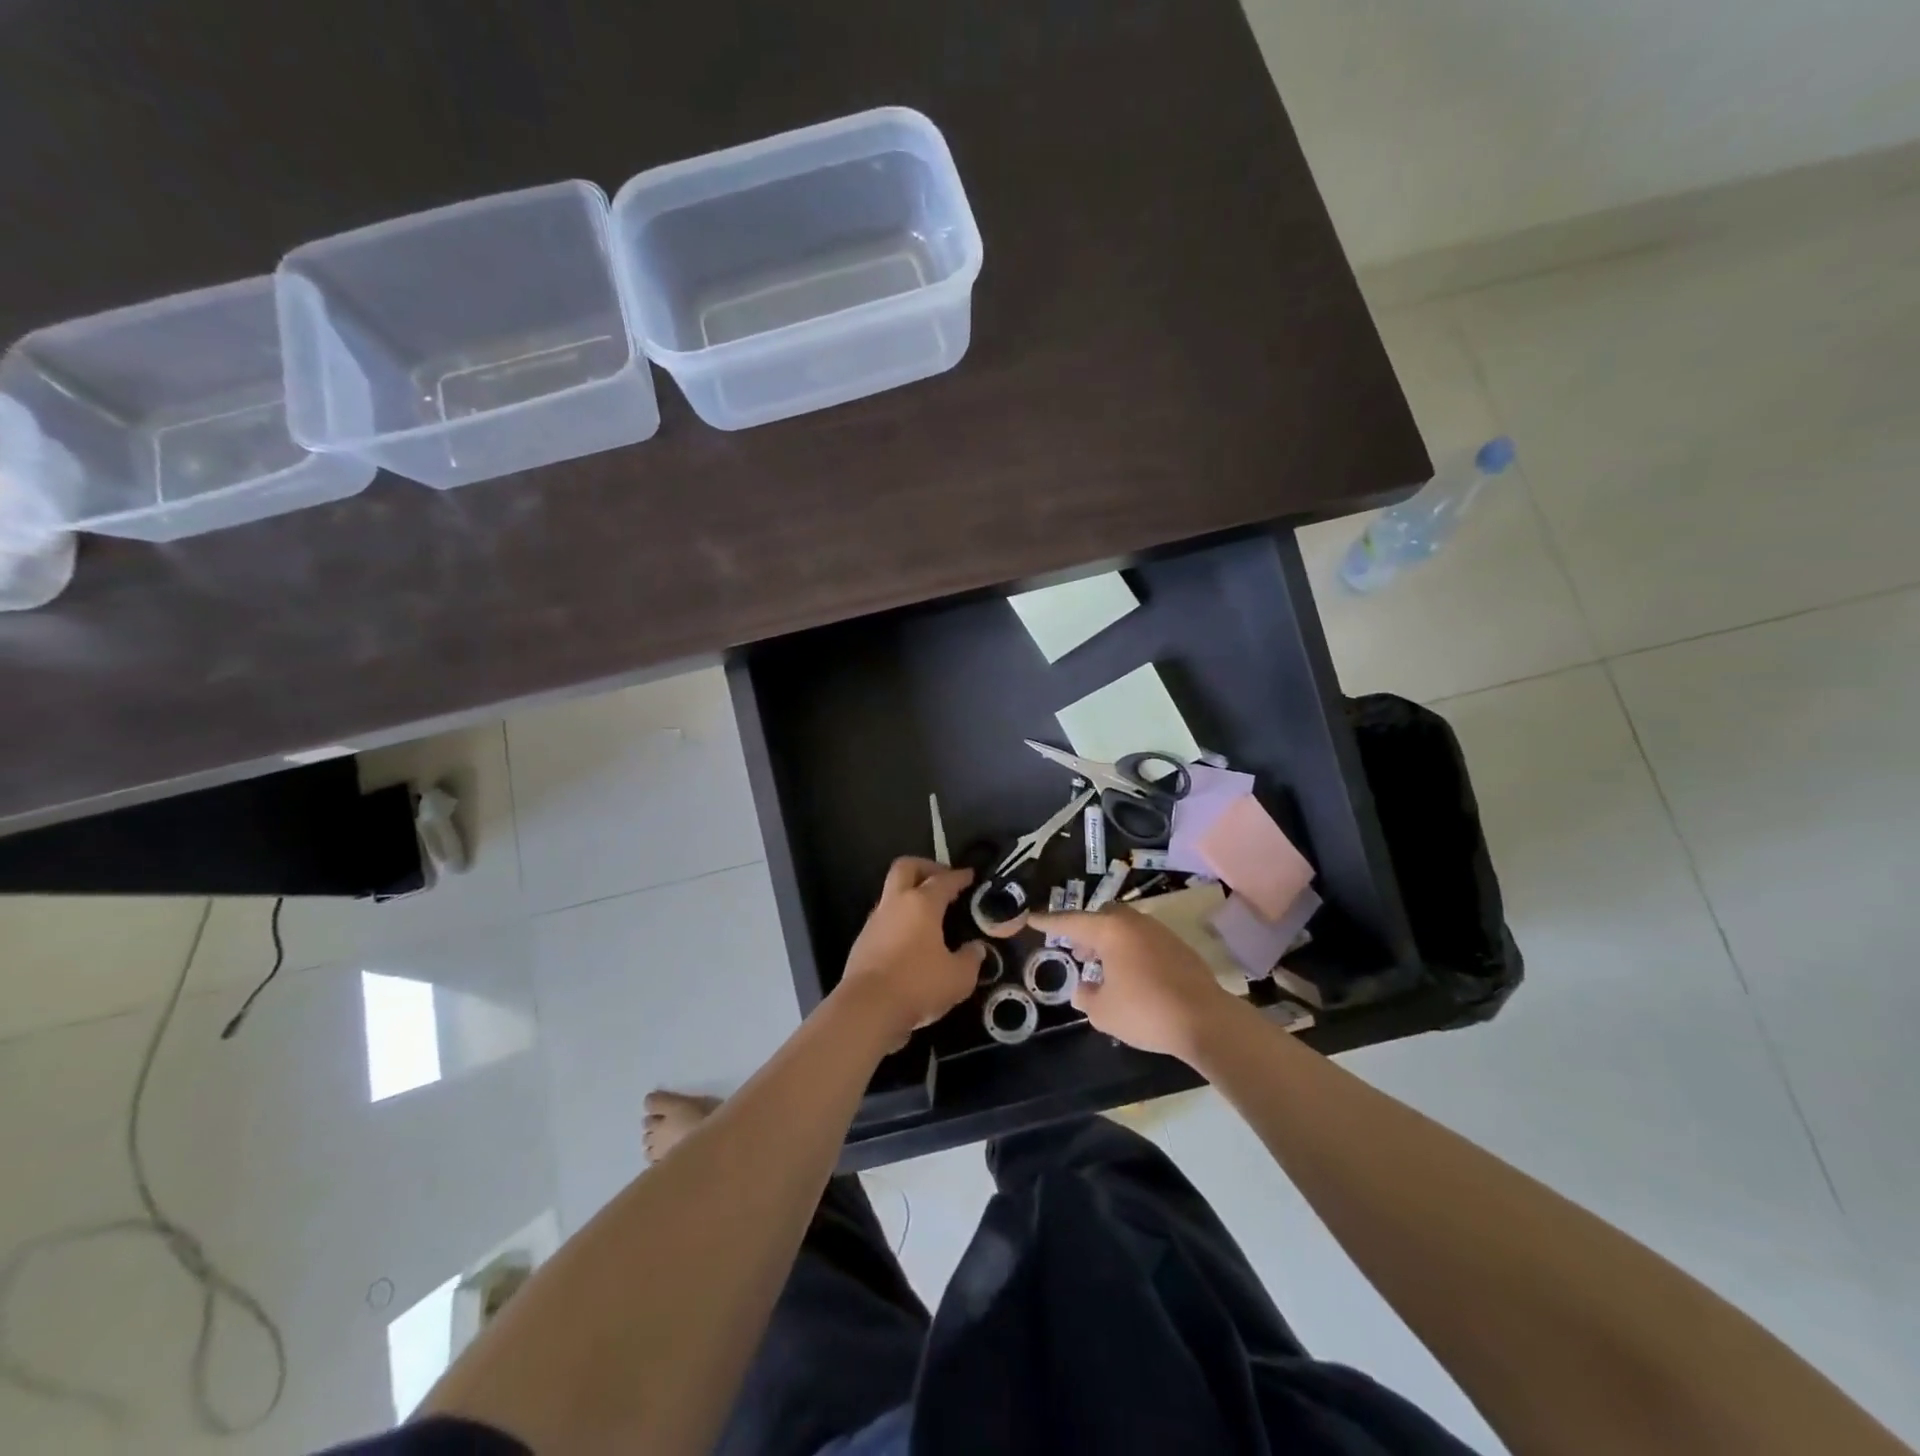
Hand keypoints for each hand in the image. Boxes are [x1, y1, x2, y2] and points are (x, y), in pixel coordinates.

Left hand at [836, 858, 984, 1046]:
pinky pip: (884, 918)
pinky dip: (899, 919)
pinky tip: (911, 939)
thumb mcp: (959, 978)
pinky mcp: (862, 941)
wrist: (867, 1009)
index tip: (970, 875)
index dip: (959, 876)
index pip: (943, 880)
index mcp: (922, 903)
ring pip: (892, 893)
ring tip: (929, 914)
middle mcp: (896, 903)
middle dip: (925, 867)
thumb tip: (976, 948)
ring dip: (909, 895)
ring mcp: (875, 921)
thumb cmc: (918, 985)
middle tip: (942, 879)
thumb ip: (971, 959)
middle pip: (906, 867)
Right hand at [1027, 904, 1235, 1060]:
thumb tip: (1083, 988)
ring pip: (1124, 927)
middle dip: (1084, 931)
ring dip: (1108, 942)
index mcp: (1110, 931)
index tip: (1031, 918)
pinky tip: (1129, 975)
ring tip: (1100, 966)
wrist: (1206, 1020)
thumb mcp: (1103, 1011)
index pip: (1071, 922)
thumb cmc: (1146, 1011)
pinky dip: (1129, 950)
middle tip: (1075, 952)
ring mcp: (1159, 932)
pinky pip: (1143, 940)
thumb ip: (1086, 996)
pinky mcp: (1178, 947)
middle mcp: (1134, 923)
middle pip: (1101, 917)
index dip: (1049, 922)